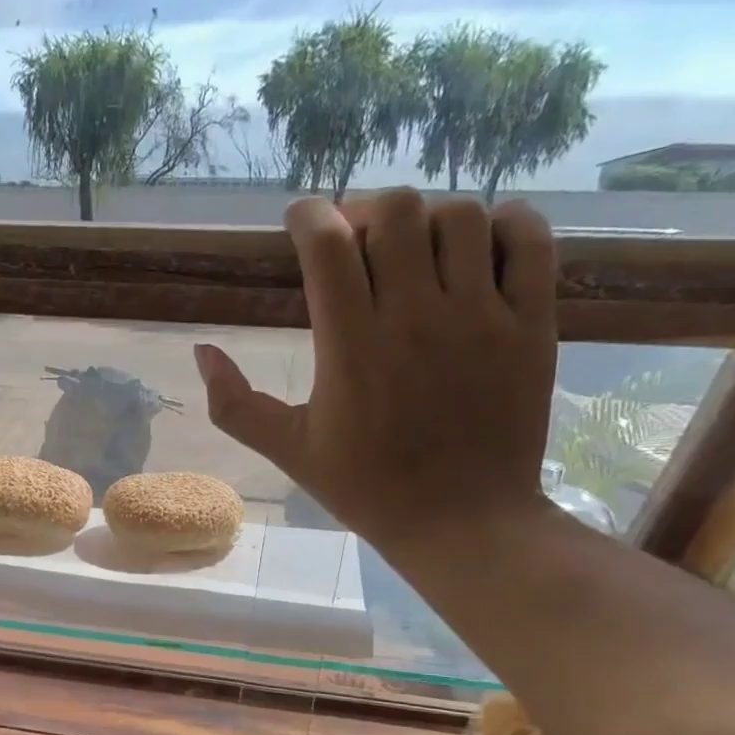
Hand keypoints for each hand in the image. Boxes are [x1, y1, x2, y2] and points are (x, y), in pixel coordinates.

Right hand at [195, 190, 559, 556]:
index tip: (299, 220)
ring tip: (413, 249)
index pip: (329, 247)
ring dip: (428, 219)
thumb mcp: (288, 450)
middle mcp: (416, 318)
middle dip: (366, 212)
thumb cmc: (365, 487)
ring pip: (461, 217)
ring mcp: (482, 317)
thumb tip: (201, 351)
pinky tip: (482, 242)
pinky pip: (530, 241)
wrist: (461, 522)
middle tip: (356, 240)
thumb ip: (235, 404)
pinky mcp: (533, 324)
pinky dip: (506, 223)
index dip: (309, 216)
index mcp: (351, 348)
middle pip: (397, 213)